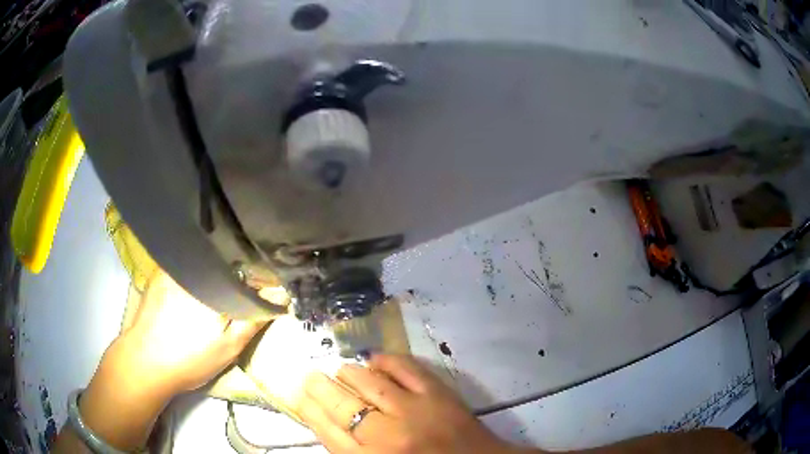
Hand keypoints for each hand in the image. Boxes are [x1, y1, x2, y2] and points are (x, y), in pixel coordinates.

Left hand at [66, 271, 266, 450]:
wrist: (145, 362)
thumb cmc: (190, 359)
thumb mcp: (229, 347)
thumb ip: (254, 318)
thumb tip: (281, 294)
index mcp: (215, 284)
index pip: (251, 269)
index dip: (265, 276)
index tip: (273, 287)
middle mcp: (195, 266)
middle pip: (229, 257)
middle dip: (243, 268)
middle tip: (250, 286)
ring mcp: (176, 265)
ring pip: (209, 257)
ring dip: (221, 266)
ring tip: (227, 281)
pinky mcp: (162, 271)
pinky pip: (189, 260)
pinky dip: (200, 266)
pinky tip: (200, 282)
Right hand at [295, 354, 520, 453]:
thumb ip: (352, 451)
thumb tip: (327, 421)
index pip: (328, 432)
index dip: (310, 411)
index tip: (301, 396)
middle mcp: (388, 437)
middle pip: (342, 406)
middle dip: (321, 388)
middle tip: (311, 377)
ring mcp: (415, 412)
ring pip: (369, 383)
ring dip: (350, 373)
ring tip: (341, 370)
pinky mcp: (440, 395)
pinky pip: (406, 369)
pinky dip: (388, 360)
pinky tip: (376, 360)